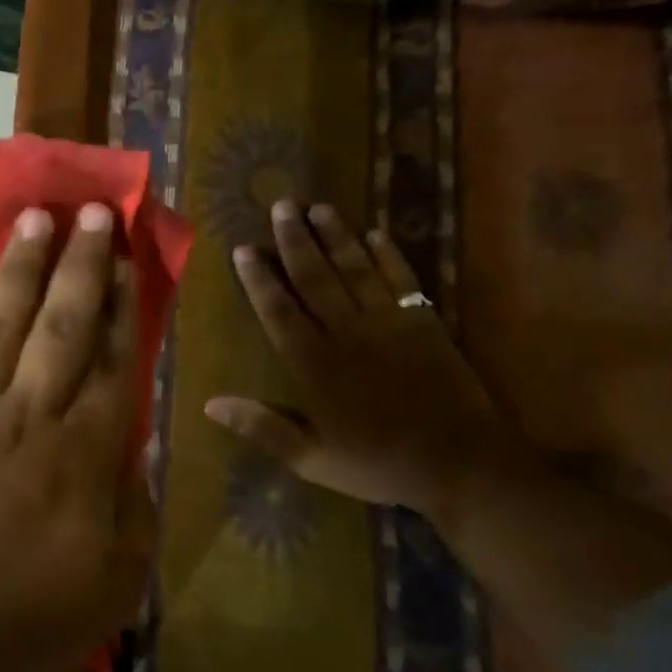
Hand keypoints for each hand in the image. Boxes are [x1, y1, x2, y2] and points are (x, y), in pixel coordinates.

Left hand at [0, 204, 152, 671]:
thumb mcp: (116, 582)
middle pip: (61, 323)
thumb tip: (140, 444)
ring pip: (1, 322)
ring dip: (19, 267)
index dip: (125, 304)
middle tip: (89, 210)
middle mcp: (29, 413)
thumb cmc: (27, 617)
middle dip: (80, 262)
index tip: (130, 256)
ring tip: (33, 220)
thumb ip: (137, 507)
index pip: (113, 360)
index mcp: (83, 452)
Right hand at [205, 199, 506, 517]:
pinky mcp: (424, 324)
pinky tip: (377, 233)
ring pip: (356, 270)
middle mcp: (347, 333)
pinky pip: (403, 281)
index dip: (260, 279)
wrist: (460, 465)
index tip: (245, 249)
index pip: (279, 312)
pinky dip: (390, 256)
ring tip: (319, 207)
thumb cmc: (378, 464)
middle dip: (295, 241)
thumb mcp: (311, 458)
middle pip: (315, 278)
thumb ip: (262, 427)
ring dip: (336, 237)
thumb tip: (210, 403)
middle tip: (281, 206)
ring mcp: (388, 324)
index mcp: (315, 364)